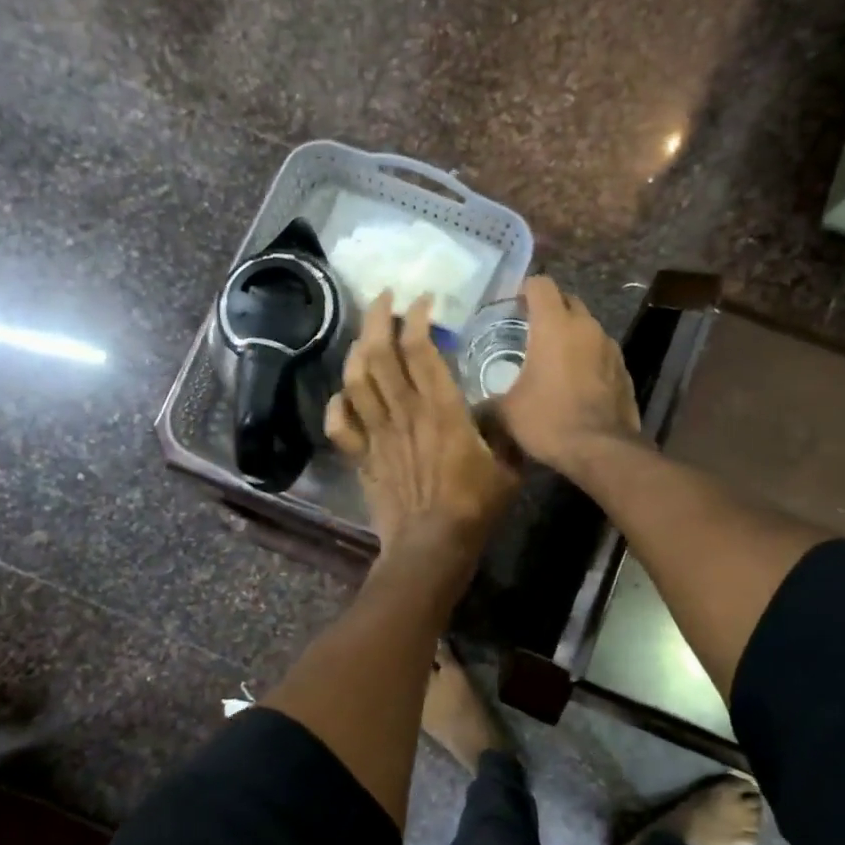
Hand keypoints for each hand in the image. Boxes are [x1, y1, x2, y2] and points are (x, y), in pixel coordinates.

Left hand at [327, 291, 518, 561]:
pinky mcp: (362, 457)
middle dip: (377, 317)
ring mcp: (378, 434)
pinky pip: (340, 424)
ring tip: (365, 334)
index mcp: (441, 408)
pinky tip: (343, 394)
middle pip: (380, 353)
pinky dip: (337, 404)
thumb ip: (504, 431)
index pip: (420, 348)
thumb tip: (503, 411)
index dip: (417, 316)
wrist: (432, 547)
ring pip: (356, 380)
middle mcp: (404, 412)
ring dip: (357, 350)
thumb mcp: (508, 465)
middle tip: (383, 297)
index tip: (423, 300)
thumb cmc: (475, 507)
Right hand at [498, 276, 639, 472]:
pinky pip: (601, 352)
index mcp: (554, 325)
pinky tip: (576, 381)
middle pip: (568, 300)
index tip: (513, 305)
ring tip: (553, 358)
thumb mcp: (506, 412)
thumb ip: (488, 401)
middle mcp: (586, 327)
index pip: (541, 284)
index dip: (525, 289)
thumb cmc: (549, 420)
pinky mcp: (624, 370)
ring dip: (571, 334)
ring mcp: (610, 347)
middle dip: (550, 308)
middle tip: (530, 330)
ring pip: (587, 327)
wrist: (601, 450)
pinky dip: (587, 357)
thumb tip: (473, 408)